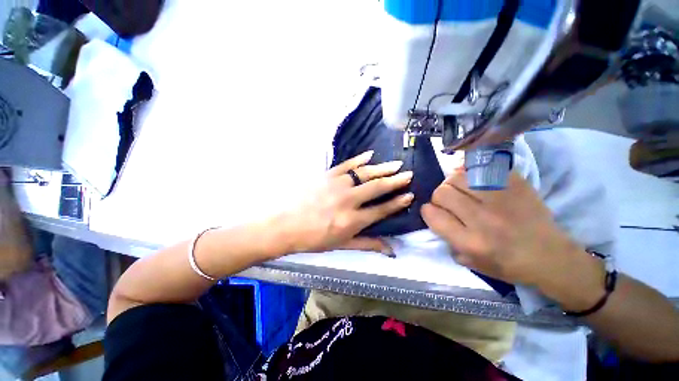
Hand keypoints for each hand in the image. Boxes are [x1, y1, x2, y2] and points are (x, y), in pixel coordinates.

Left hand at [281, 151, 413, 254]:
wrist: (285, 225)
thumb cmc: (314, 239)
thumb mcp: (342, 245)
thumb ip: (368, 244)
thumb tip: (391, 249)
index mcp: (352, 220)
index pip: (381, 210)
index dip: (397, 203)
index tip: (410, 195)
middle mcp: (348, 200)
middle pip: (376, 188)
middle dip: (395, 181)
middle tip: (408, 174)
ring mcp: (337, 185)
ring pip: (364, 173)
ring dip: (382, 168)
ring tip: (396, 164)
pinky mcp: (326, 175)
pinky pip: (346, 164)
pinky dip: (359, 159)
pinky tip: (370, 155)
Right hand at [421, 171, 581, 286]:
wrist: (550, 256)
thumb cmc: (507, 264)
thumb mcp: (470, 262)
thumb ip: (447, 240)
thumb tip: (435, 216)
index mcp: (470, 242)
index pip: (432, 214)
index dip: (428, 211)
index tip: (435, 212)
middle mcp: (483, 219)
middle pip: (442, 192)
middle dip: (439, 196)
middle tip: (449, 201)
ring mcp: (501, 199)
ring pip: (457, 177)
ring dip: (453, 183)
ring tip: (462, 190)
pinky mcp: (516, 185)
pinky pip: (481, 169)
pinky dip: (472, 172)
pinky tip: (476, 180)